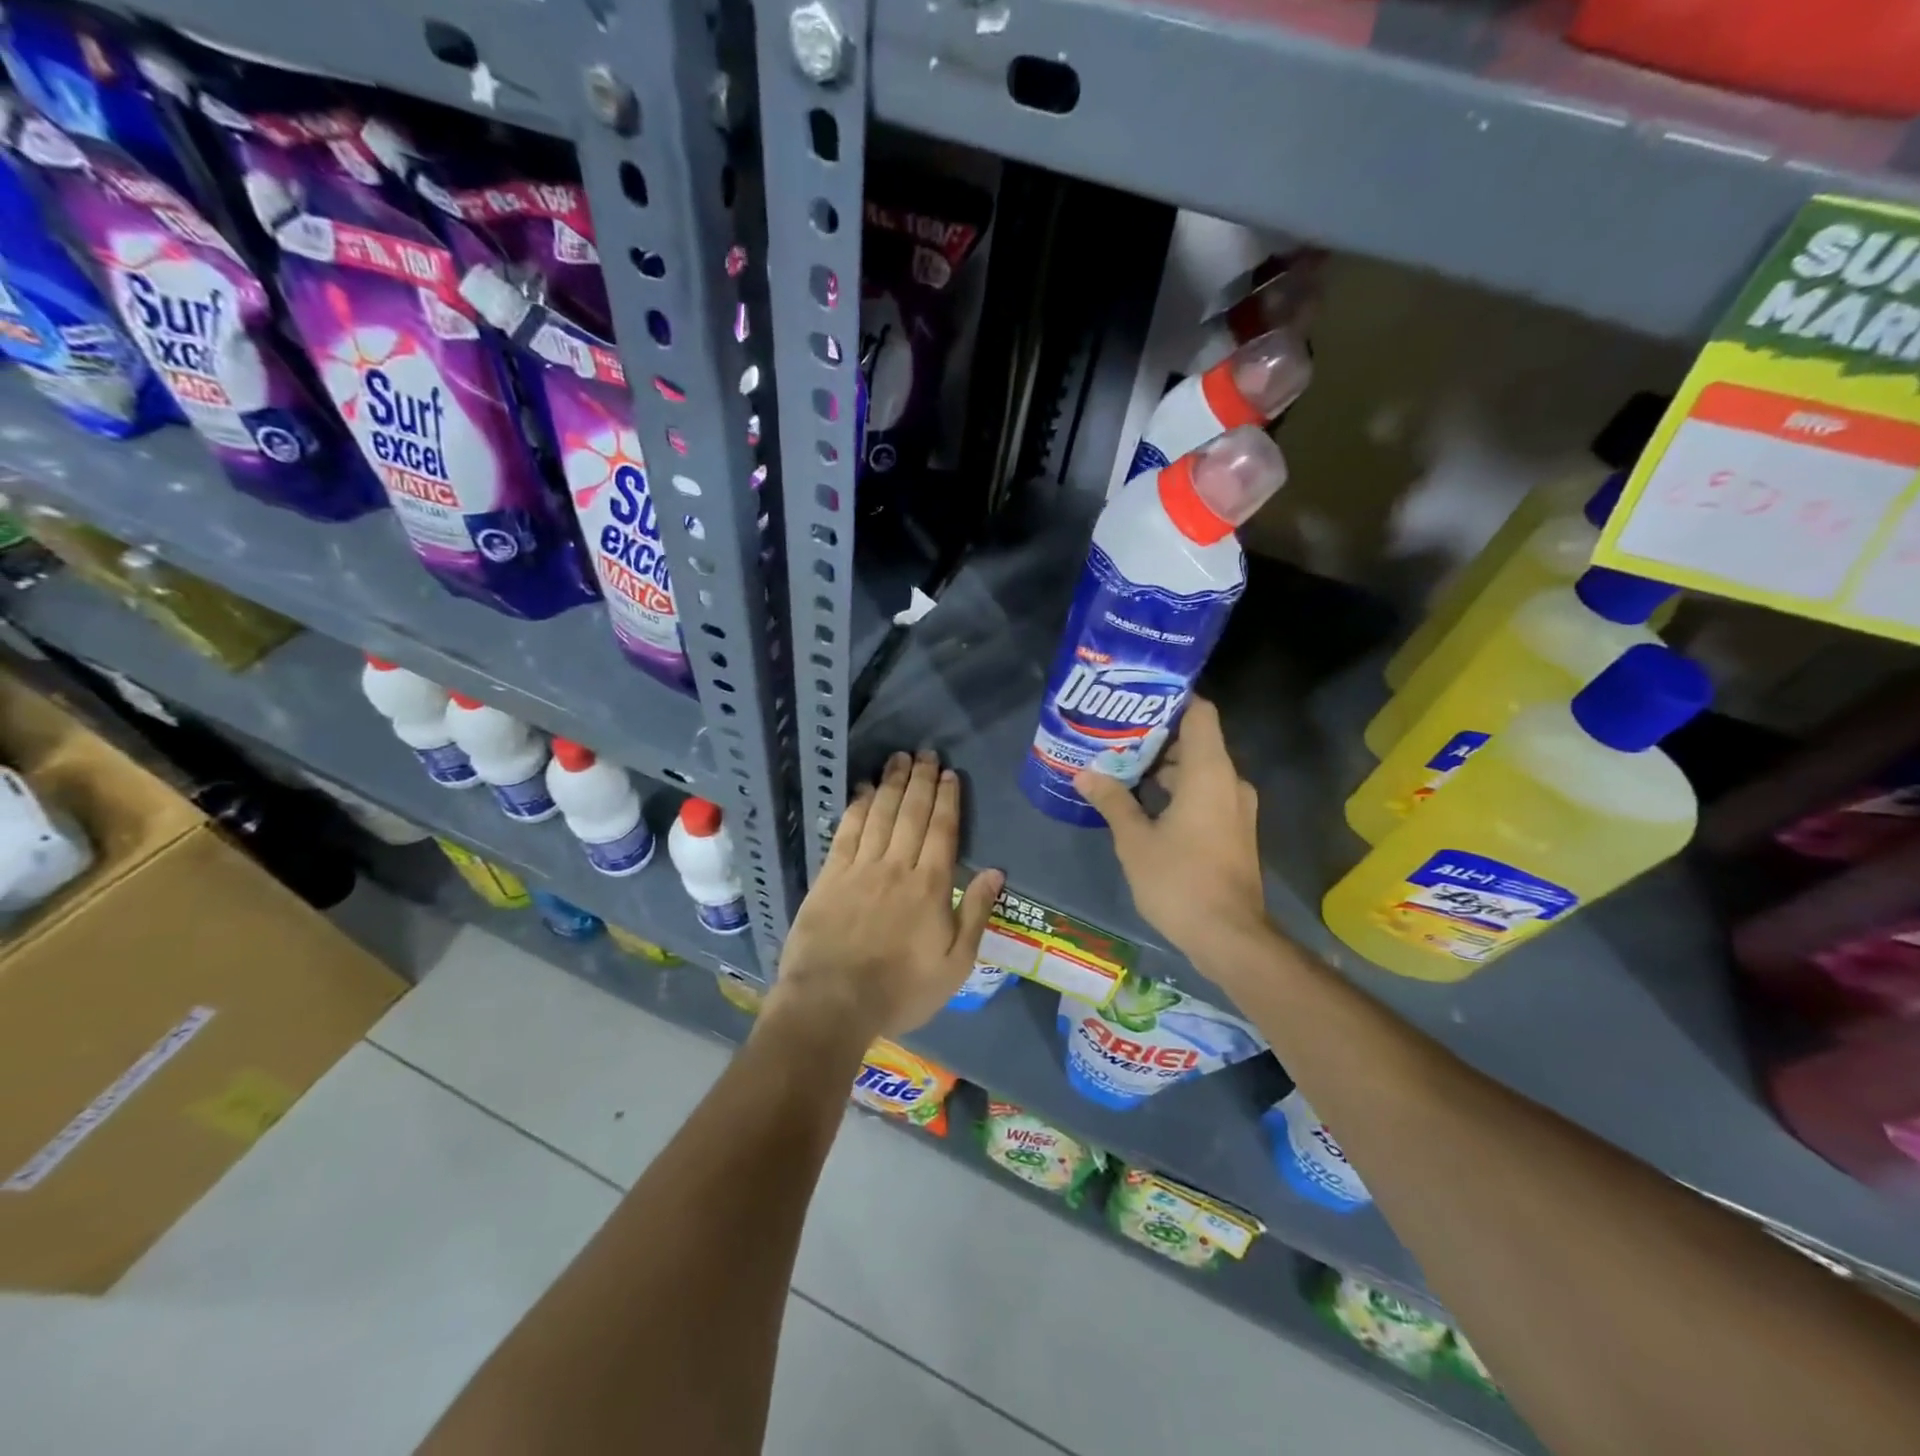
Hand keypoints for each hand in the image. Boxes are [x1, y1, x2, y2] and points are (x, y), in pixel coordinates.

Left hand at [772, 750, 1003, 1039]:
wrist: (833, 1002)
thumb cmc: (901, 989)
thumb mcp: (955, 964)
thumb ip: (976, 913)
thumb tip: (996, 871)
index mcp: (931, 886)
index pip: (943, 830)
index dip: (947, 799)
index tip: (950, 774)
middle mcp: (897, 866)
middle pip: (912, 813)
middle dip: (921, 780)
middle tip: (926, 753)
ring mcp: (860, 868)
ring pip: (880, 814)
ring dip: (891, 783)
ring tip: (899, 759)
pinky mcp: (830, 876)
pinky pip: (846, 831)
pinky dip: (857, 807)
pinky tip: (863, 790)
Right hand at [1074, 697, 1272, 964]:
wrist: (1229, 936)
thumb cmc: (1179, 880)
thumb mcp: (1134, 840)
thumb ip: (1112, 800)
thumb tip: (1084, 773)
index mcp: (1209, 772)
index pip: (1200, 713)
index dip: (1172, 699)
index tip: (1137, 697)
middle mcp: (1229, 781)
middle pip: (1196, 742)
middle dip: (1155, 738)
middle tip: (1114, 735)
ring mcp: (1236, 808)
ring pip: (1199, 771)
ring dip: (1164, 769)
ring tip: (1120, 767)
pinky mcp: (1233, 831)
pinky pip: (1205, 794)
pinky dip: (1177, 791)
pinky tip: (1142, 803)